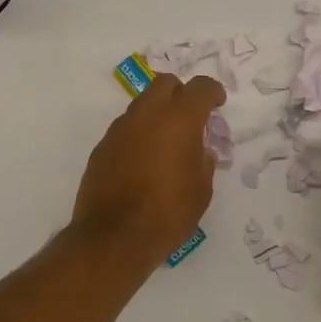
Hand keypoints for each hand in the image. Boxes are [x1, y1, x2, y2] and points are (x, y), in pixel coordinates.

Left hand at [71, 74, 225, 275]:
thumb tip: (199, 151)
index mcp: (179, 119)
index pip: (200, 88)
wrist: (113, 237)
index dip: (212, 91)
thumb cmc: (167, 213)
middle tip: (191, 116)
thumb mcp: (201, 191)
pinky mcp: (102, 146)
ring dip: (157, 114)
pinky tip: (143, 161)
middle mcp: (147, 114)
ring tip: (166, 143)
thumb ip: (204, 162)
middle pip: (165, 84)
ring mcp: (120, 128)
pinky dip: (138, 135)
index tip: (218, 102)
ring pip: (142, 104)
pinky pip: (126, 129)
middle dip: (181, 93)